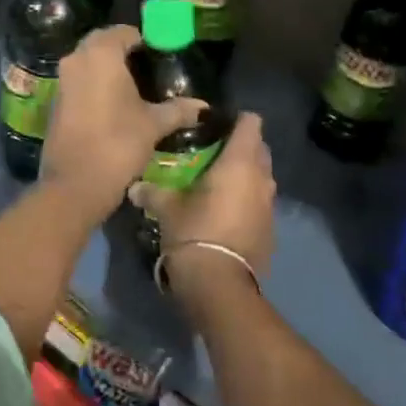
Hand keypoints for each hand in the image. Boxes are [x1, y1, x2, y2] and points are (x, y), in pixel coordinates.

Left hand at [41, 24, 204, 220]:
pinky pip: (78, 82)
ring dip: (107, 69)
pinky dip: (94, 85)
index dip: (144, 41)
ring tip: (133, 87)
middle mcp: (77, 59)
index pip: (124, 32)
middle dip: (123, 51)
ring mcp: (62, 80)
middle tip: (148, 68)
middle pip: (102, 43)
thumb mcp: (154, 125)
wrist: (75, 184)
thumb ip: (178, 110)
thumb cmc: (118, 143)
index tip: (161, 56)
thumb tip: (202, 107)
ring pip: (87, 62)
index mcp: (101, 54)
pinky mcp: (55, 101)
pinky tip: (113, 104)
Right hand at [130, 111, 276, 299]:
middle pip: (260, 149)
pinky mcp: (271, 231)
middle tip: (213, 153)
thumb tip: (134, 186)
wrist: (219, 286)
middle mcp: (262, 179)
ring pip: (263, 178)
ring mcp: (270, 206)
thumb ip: (152, 191)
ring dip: (247, 176)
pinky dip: (248, 202)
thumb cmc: (194, 232)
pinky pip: (261, 205)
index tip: (216, 125)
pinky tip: (226, 214)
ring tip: (218, 183)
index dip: (236, 120)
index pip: (251, 123)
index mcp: (240, 163)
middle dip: (242, 147)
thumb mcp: (167, 208)